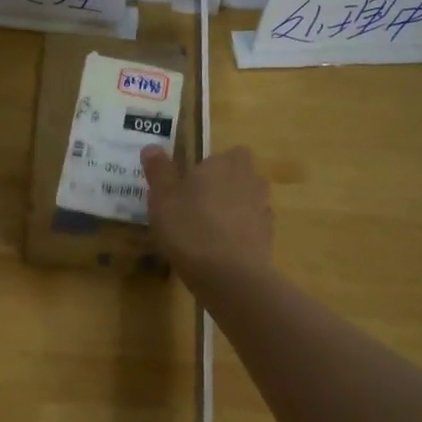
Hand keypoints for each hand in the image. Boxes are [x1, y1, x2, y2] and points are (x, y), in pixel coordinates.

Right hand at [141, 145, 272, 286]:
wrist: (229, 275)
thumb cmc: (189, 228)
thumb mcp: (162, 198)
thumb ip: (159, 170)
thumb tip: (152, 146)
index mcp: (225, 164)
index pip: (229, 153)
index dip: (214, 165)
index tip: (194, 181)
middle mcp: (251, 181)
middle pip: (241, 177)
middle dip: (224, 187)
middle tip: (197, 206)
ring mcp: (264, 210)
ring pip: (248, 203)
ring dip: (234, 211)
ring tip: (207, 232)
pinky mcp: (268, 239)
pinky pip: (252, 230)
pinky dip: (240, 236)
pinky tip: (220, 253)